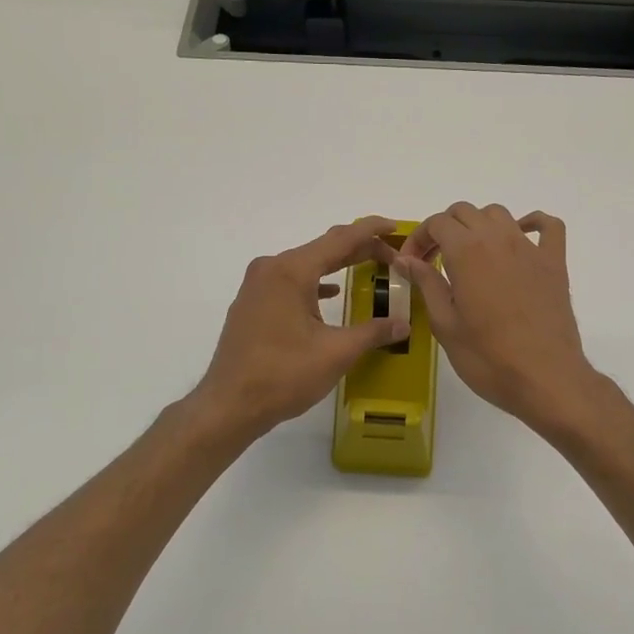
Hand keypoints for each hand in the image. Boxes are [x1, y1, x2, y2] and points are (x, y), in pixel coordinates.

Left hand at [191, 217, 412, 440]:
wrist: (229, 405)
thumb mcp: (336, 352)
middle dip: (359, 249)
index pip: (340, 239)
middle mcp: (272, 268)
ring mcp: (258, 286)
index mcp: (292, 271)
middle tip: (392, 254)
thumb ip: (373, 332)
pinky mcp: (252, 303)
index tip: (396, 227)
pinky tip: (332, 294)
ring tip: (369, 268)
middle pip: (323, 248)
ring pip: (306, 264)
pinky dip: (316, 283)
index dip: (371, 231)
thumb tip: (404, 324)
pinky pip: (291, 282)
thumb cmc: (283, 375)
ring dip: (337, 265)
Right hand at [396, 203, 601, 432]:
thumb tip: (406, 259)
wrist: (545, 378)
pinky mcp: (555, 263)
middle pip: (466, 212)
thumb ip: (426, 284)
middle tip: (435, 261)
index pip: (437, 222)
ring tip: (470, 255)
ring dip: (479, 226)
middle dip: (445, 229)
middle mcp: (498, 239)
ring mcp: (530, 248)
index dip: (419, 238)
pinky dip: (532, 224)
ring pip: (499, 214)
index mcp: (466, 252)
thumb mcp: (445, 324)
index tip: (412, 262)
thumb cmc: (488, 358)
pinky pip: (548, 227)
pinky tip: (520, 239)